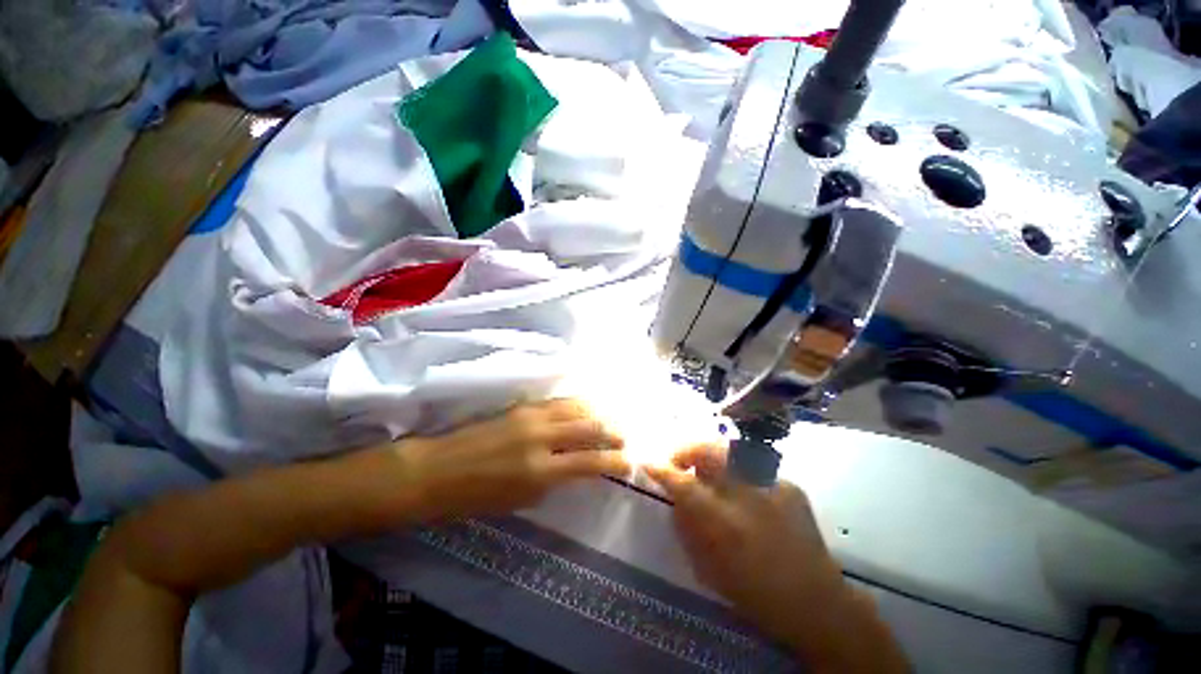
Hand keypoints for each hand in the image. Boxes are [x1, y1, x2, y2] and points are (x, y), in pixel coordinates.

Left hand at [381, 399, 629, 522]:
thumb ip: (554, 480)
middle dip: (612, 432)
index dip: (615, 462)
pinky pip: (558, 402)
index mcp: (540, 471)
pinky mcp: (522, 406)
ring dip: (597, 414)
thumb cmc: (475, 497)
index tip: (628, 463)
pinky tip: (583, 409)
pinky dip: (577, 406)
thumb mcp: (521, 500)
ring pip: (576, 407)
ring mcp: (531, 416)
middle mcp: (541, 438)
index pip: (590, 462)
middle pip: (589, 427)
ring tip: (608, 421)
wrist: (436, 469)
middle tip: (623, 438)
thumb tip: (576, 467)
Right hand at [644, 446, 842, 643]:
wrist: (816, 602)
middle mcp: (748, 496)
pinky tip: (739, 486)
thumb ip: (687, 526)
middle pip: (709, 451)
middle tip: (679, 460)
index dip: (662, 470)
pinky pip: (752, 465)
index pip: (683, 484)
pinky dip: (737, 469)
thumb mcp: (709, 568)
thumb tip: (674, 495)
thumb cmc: (756, 593)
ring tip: (705, 469)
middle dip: (687, 449)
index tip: (649, 463)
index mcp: (725, 524)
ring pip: (730, 450)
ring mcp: (773, 485)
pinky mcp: (790, 483)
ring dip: (709, 455)